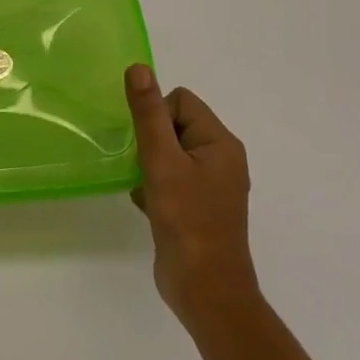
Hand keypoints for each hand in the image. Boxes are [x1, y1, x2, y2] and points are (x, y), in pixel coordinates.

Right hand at [126, 64, 258, 327]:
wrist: (206, 292)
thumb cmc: (187, 221)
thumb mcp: (162, 162)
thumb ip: (148, 114)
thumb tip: (138, 68)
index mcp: (220, 142)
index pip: (181, 101)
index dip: (157, 117)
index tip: (148, 148)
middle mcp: (220, 158)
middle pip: (174, 124)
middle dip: (151, 141)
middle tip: (143, 167)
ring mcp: (210, 185)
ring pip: (169, 152)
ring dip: (150, 164)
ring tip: (143, 186)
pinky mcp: (198, 207)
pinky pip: (171, 177)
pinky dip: (154, 185)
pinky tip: (144, 203)